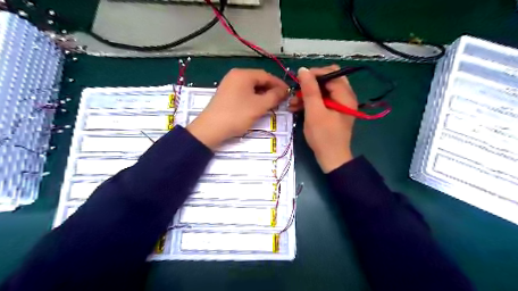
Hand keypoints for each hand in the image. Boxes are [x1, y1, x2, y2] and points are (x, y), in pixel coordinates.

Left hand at [189, 68, 289, 149]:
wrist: (211, 129)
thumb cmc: (237, 115)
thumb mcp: (259, 106)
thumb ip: (274, 96)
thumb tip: (284, 91)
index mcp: (243, 74)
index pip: (266, 75)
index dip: (279, 84)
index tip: (289, 93)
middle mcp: (235, 75)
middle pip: (258, 80)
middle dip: (271, 89)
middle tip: (281, 100)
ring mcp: (229, 84)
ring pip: (251, 87)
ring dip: (263, 94)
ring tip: (272, 104)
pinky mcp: (226, 94)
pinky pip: (244, 92)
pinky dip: (253, 97)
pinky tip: (258, 105)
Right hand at [290, 64, 358, 172]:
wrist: (331, 159)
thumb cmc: (323, 136)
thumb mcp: (314, 112)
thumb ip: (309, 90)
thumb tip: (303, 69)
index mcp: (345, 95)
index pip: (330, 73)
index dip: (314, 74)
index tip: (298, 82)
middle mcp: (345, 97)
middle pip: (326, 81)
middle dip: (309, 85)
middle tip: (296, 92)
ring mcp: (339, 105)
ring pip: (322, 91)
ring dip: (307, 95)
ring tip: (292, 103)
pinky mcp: (333, 112)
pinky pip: (321, 101)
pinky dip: (310, 103)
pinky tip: (297, 108)